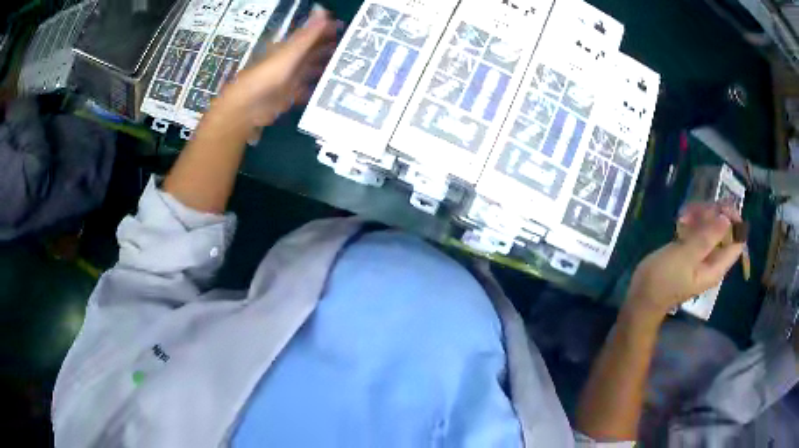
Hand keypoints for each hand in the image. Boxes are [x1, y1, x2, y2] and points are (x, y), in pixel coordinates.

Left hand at [213, 10, 338, 127]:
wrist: (248, 107)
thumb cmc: (268, 75)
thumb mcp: (290, 52)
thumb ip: (308, 34)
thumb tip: (322, 8)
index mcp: (288, 48)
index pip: (310, 35)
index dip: (325, 30)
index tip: (344, 28)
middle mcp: (288, 61)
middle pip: (310, 52)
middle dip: (327, 49)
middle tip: (349, 48)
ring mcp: (287, 79)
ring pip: (308, 70)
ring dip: (322, 68)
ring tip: (342, 68)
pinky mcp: (287, 97)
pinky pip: (303, 91)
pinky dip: (313, 90)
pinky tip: (325, 91)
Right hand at [625, 203, 743, 318]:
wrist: (642, 296)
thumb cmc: (664, 279)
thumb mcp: (685, 256)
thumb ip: (707, 238)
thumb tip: (726, 219)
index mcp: (717, 266)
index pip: (737, 241)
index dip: (734, 220)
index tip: (720, 206)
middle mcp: (713, 259)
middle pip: (724, 230)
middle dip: (713, 215)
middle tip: (696, 209)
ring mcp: (701, 254)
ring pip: (711, 227)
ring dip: (700, 216)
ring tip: (683, 215)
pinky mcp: (690, 250)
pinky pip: (699, 230)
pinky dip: (692, 221)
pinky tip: (680, 219)